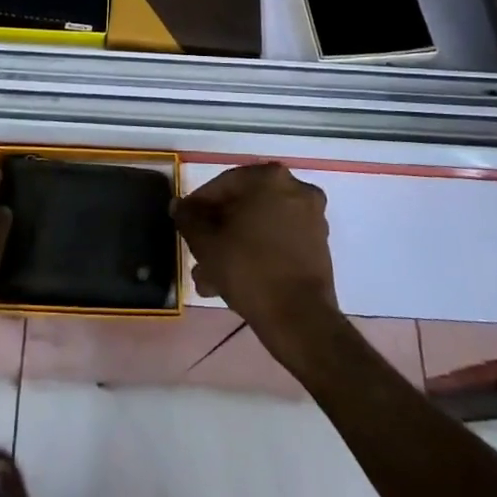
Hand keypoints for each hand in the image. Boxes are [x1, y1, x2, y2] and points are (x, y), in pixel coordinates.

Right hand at [172, 162, 338, 360]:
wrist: (300, 319)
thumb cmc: (248, 270)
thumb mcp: (206, 243)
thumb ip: (188, 218)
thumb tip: (179, 205)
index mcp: (269, 178)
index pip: (223, 185)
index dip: (198, 206)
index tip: (184, 224)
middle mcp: (295, 188)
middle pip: (243, 206)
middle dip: (217, 231)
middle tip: (197, 253)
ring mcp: (310, 217)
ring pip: (259, 226)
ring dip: (233, 246)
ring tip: (208, 277)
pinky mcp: (318, 244)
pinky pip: (277, 240)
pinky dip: (256, 253)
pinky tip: (232, 280)